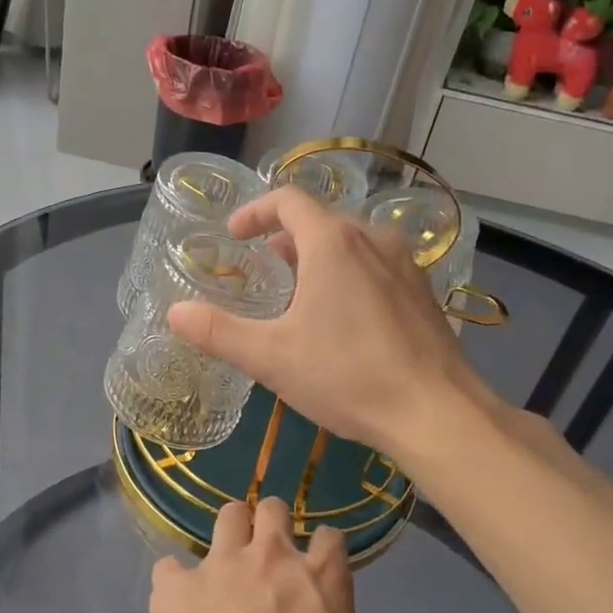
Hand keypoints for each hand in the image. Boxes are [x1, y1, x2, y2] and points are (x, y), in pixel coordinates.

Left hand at [148, 499, 381, 612]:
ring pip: (228, 515)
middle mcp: (270, 556)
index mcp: (321, 579)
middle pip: (273, 508)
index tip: (320, 566)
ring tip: (227, 560)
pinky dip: (176, 582)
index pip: (330, 537)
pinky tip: (178, 602)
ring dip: (230, 532)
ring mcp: (218, 564)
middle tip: (269, 553)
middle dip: (273, 523)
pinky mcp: (175, 583)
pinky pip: (171, 566)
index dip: (325, 549)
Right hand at [167, 185, 481, 453]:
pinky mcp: (424, 293)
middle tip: (265, 265)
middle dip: (287, 236)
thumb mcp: (271, 357)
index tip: (235, 234)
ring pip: (353, 243)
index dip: (255, 211)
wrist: (437, 412)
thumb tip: (175, 313)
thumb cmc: (347, 375)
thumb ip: (218, 332)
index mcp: (333, 243)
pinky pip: (378, 266)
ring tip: (301, 290)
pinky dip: (351, 274)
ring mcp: (405, 265)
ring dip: (320, 255)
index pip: (288, 200)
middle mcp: (373, 240)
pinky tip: (345, 318)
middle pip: (322, 220)